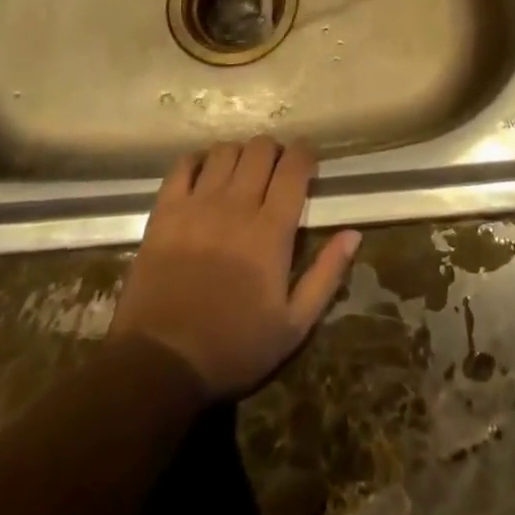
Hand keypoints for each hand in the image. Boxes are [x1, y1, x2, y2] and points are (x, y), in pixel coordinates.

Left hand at [110, 136, 359, 398]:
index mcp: (271, 231)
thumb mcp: (293, 326)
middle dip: (274, 151)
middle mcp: (236, 206)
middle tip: (275, 170)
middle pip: (260, 149)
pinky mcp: (165, 212)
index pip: (294, 167)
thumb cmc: (233, 348)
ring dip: (239, 154)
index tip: (307, 161)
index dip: (304, 154)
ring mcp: (197, 205)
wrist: (160, 365)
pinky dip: (198, 161)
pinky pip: (183, 166)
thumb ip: (326, 275)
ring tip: (241, 172)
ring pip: (224, 151)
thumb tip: (353, 233)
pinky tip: (204, 174)